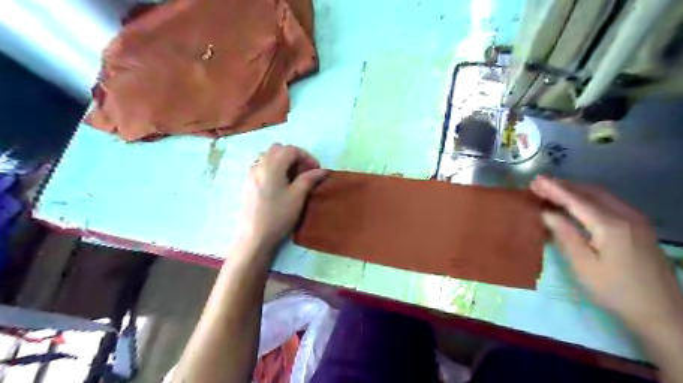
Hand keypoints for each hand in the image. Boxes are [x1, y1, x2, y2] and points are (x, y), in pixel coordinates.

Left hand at [238, 144, 326, 250]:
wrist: (254, 236)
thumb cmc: (278, 216)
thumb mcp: (297, 197)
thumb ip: (309, 179)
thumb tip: (322, 171)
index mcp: (271, 166)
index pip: (291, 150)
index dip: (306, 157)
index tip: (316, 170)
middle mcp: (258, 165)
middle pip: (278, 149)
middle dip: (294, 156)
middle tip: (305, 171)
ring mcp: (251, 174)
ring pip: (268, 157)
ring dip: (283, 161)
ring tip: (293, 177)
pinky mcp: (248, 183)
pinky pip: (262, 166)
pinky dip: (274, 168)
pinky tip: (280, 184)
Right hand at [533, 176, 682, 332]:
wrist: (661, 312)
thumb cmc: (615, 290)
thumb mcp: (583, 264)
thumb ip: (565, 234)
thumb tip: (546, 213)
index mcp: (610, 225)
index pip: (576, 200)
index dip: (554, 189)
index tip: (535, 181)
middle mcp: (626, 216)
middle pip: (590, 192)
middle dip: (564, 186)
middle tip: (539, 184)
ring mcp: (636, 221)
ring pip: (602, 196)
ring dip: (576, 190)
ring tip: (552, 189)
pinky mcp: (639, 228)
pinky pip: (609, 203)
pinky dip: (588, 198)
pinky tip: (576, 203)